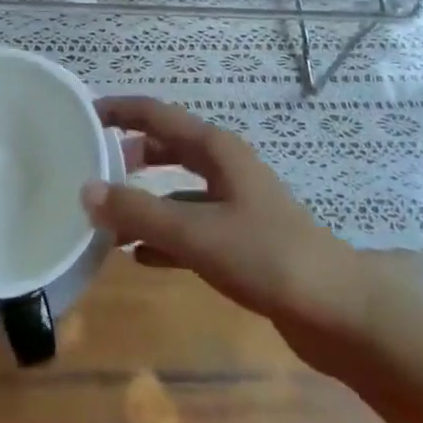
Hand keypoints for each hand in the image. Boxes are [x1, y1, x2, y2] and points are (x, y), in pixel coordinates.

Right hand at [82, 96, 361, 359]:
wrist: (338, 312)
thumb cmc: (266, 256)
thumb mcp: (195, 233)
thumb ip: (139, 212)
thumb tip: (86, 190)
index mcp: (215, 149)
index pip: (158, 114)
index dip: (121, 110)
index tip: (84, 114)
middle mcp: (224, 167)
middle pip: (167, 146)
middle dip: (130, 153)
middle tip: (91, 166)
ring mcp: (235, 203)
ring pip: (177, 190)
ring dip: (144, 200)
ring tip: (107, 218)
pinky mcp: (241, 240)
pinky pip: (191, 227)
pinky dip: (164, 235)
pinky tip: (140, 257)